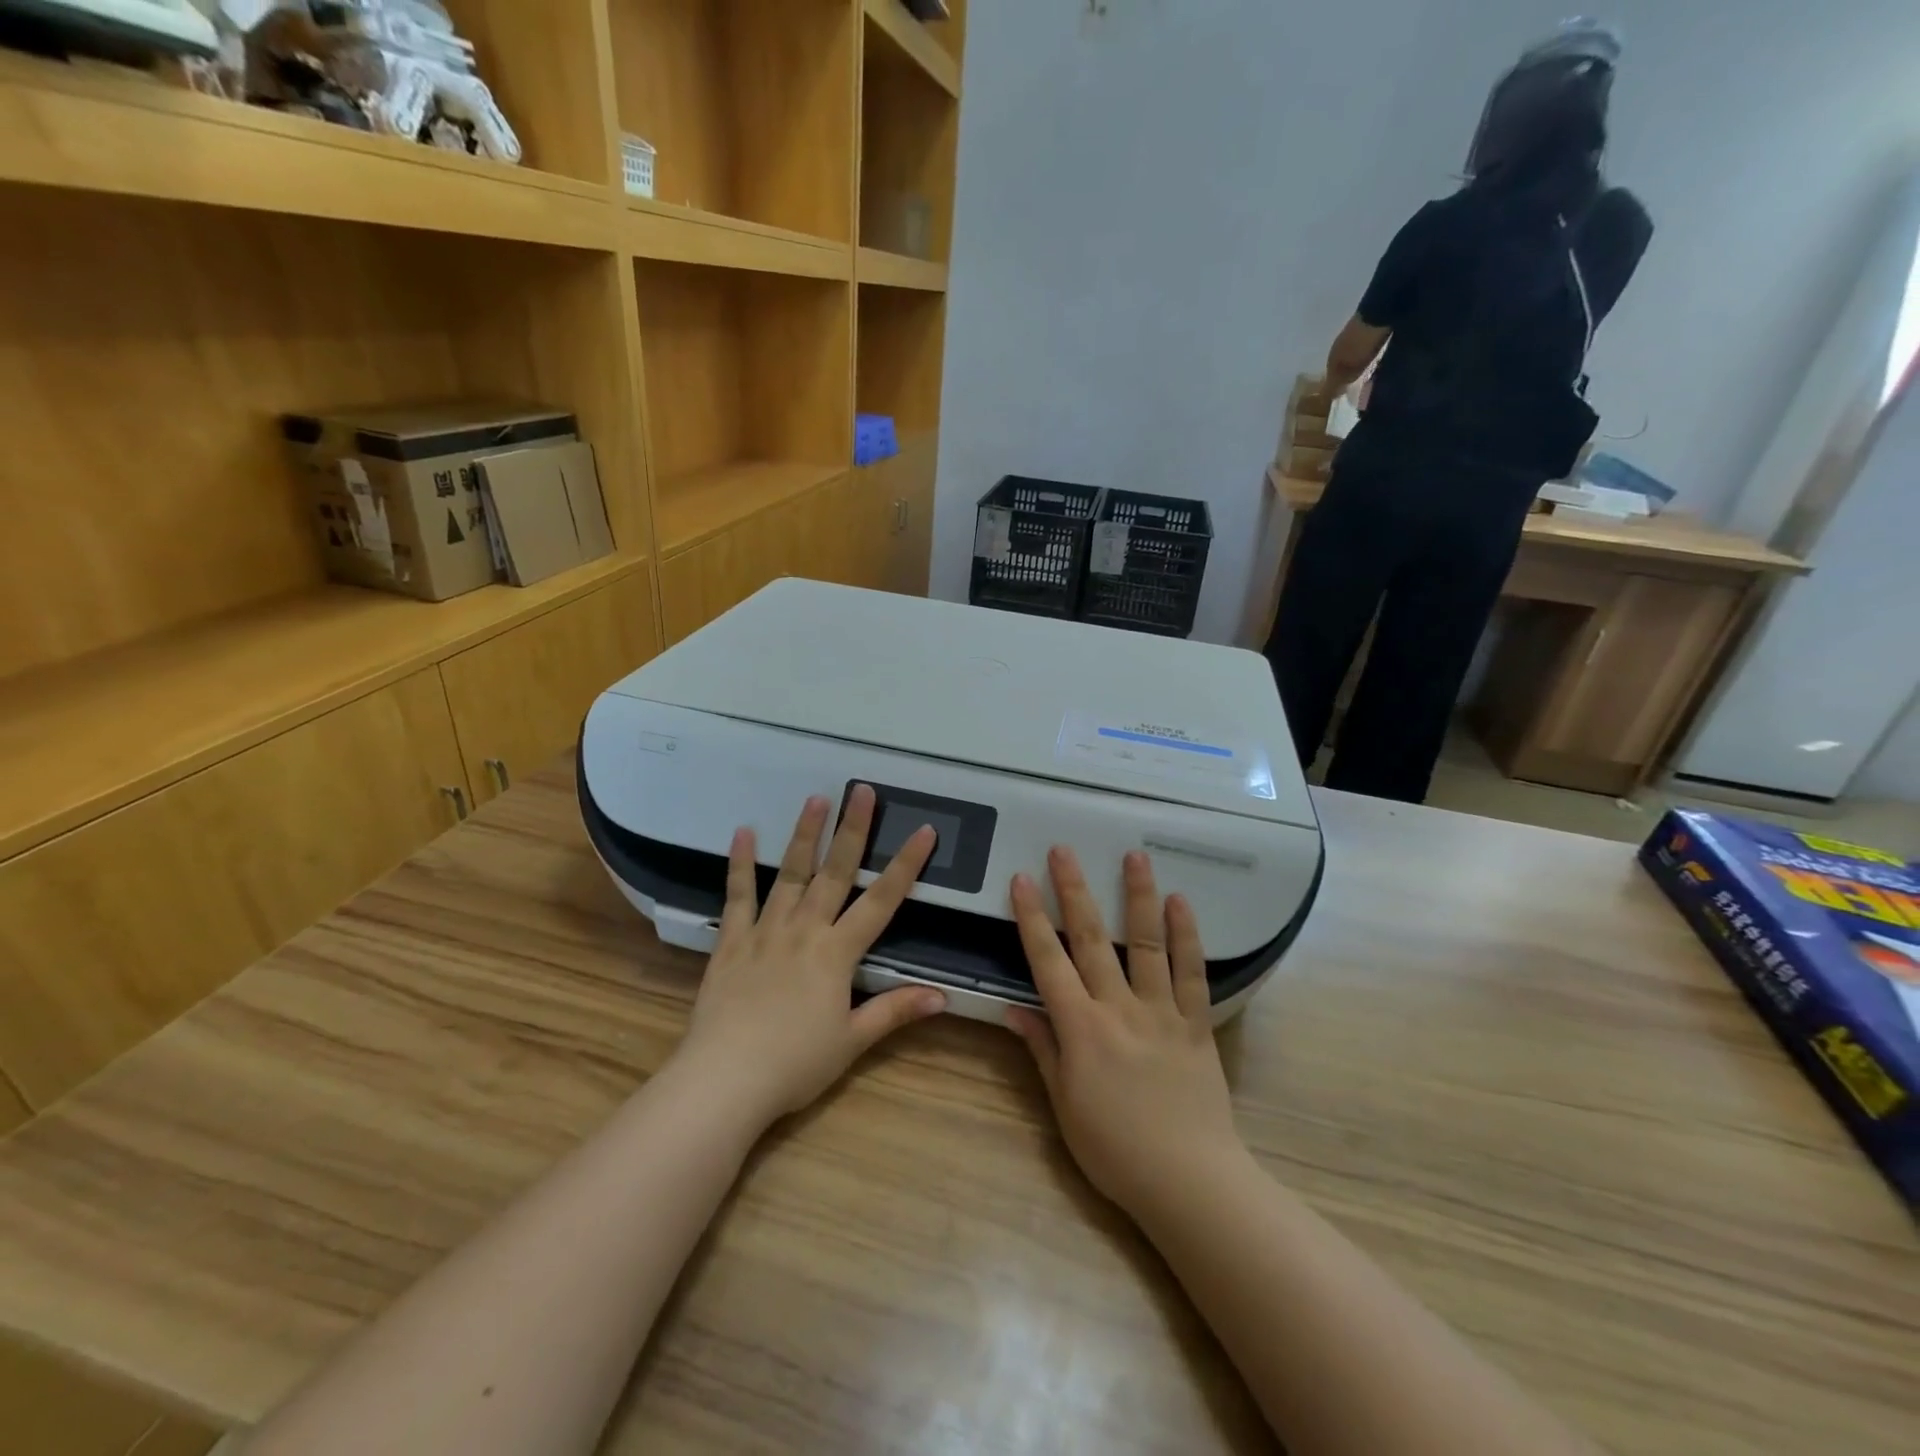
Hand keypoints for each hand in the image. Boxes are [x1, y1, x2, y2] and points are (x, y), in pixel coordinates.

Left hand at [676, 786, 946, 1125]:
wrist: (724, 1080)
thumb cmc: (795, 1064)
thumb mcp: (852, 1041)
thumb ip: (895, 1011)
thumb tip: (944, 996)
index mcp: (837, 952)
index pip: (881, 901)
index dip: (905, 865)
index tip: (924, 830)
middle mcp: (805, 930)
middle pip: (834, 872)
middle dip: (852, 830)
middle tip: (861, 790)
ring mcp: (765, 931)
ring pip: (789, 873)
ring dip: (804, 834)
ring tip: (815, 799)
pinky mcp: (731, 941)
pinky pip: (737, 896)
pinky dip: (739, 864)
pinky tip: (741, 832)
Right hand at [1006, 848, 1242, 1220]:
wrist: (1189, 1181)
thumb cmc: (1115, 1150)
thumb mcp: (1064, 1106)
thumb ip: (1041, 1050)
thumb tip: (1013, 1008)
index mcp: (1081, 1028)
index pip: (1048, 962)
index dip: (1032, 919)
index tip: (1021, 880)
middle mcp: (1118, 1008)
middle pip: (1092, 939)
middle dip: (1074, 890)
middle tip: (1064, 849)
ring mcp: (1161, 1012)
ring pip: (1146, 943)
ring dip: (1138, 897)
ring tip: (1134, 856)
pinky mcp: (1196, 1024)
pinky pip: (1192, 973)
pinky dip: (1187, 937)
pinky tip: (1182, 902)